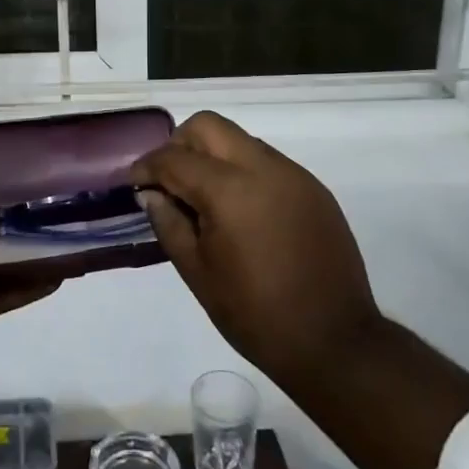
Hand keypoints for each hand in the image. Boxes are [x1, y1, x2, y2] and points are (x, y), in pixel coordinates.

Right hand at [131, 111, 381, 388]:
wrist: (335, 342)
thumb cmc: (255, 314)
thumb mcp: (197, 273)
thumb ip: (168, 223)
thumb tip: (151, 193)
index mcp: (230, 190)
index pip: (175, 158)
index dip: (147, 167)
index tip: (133, 182)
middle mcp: (264, 168)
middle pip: (209, 126)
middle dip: (180, 145)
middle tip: (169, 182)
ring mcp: (294, 175)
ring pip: (240, 140)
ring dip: (213, 156)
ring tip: (204, 199)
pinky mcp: (314, 189)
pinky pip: (267, 162)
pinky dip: (243, 172)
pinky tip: (240, 212)